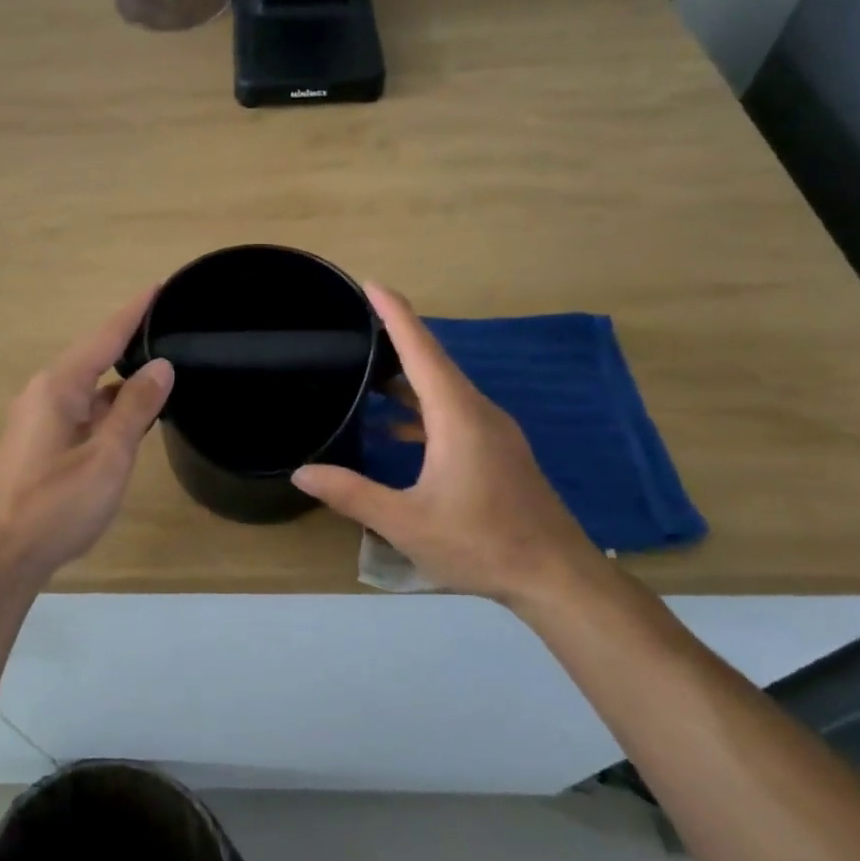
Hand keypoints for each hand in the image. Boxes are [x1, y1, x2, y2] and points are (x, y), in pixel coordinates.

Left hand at [0, 288, 173, 584]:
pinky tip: (133, 415)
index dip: (135, 311)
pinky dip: (109, 404)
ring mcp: (39, 416)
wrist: (3, 554)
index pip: (105, 336)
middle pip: (95, 355)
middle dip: (131, 340)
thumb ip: (135, 409)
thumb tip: (162, 365)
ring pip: (89, 385)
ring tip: (162, 368)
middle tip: (171, 327)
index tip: (160, 286)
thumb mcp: (107, 457)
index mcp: (59, 386)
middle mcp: (45, 391)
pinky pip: (81, 407)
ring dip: (122, 377)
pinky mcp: (40, 440)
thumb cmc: (57, 505)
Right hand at [292, 283, 600, 605]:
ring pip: (444, 388)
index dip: (395, 313)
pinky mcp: (498, 450)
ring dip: (406, 376)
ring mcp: (493, 431)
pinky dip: (421, 407)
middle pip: (433, 361)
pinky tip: (394, 429)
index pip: (421, 350)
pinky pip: (453, 411)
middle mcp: (478, 411)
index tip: (370, 283)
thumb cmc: (481, 543)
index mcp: (457, 416)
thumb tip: (302, 472)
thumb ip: (352, 494)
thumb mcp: (406, 522)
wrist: (557, 577)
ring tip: (365, 372)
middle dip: (395, 337)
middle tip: (354, 325)